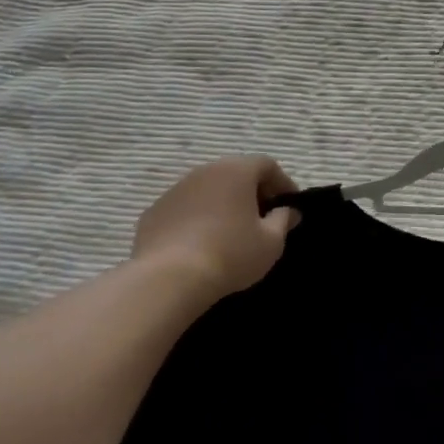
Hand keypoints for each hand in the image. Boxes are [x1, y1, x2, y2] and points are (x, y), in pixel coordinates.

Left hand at [133, 157, 300, 300]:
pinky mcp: (153, 212)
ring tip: (231, 232)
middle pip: (235, 173)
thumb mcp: (271, 242)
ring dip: (223, 204)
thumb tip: (288, 211)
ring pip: (207, 190)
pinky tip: (201, 244)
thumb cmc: (231, 254)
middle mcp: (204, 171)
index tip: (289, 206)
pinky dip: (197, 219)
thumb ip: (283, 221)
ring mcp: (174, 190)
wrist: (169, 278)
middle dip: (252, 192)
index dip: (283, 183)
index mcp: (235, 171)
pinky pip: (184, 209)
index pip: (266, 165)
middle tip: (263, 218)